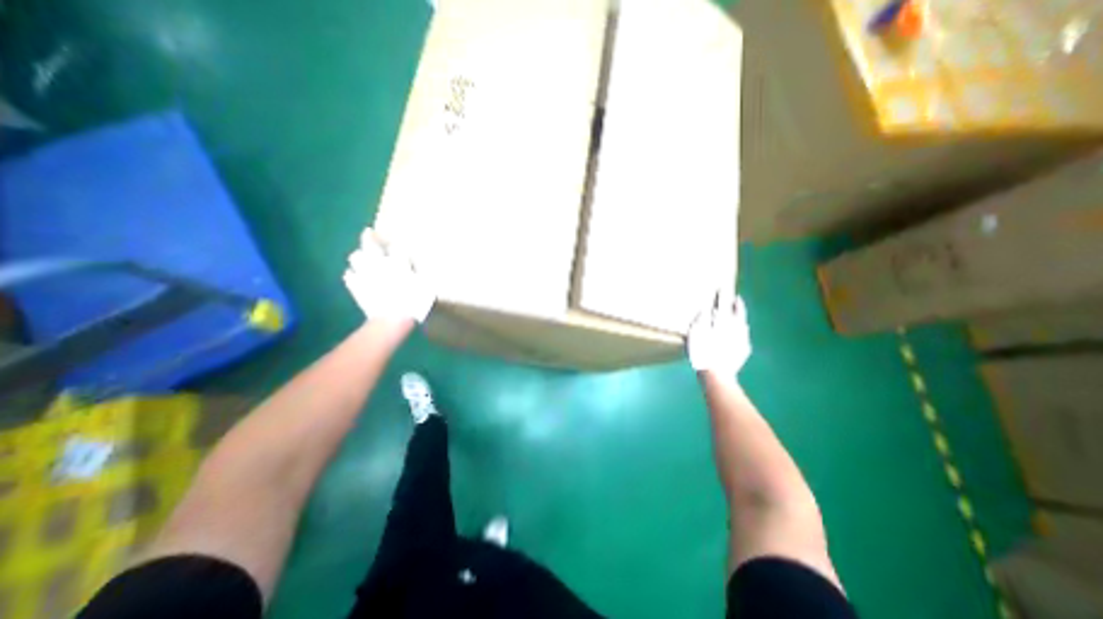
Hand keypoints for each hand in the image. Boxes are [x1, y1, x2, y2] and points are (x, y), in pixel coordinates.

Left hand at [343, 228, 434, 322]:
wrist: (392, 319)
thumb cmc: (414, 302)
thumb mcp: (427, 287)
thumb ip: (423, 275)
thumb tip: (422, 269)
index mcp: (398, 263)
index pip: (397, 246)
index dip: (397, 243)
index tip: (399, 242)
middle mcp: (379, 264)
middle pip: (369, 244)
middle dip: (369, 238)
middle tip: (369, 232)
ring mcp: (365, 274)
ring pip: (356, 257)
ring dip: (359, 256)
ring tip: (362, 257)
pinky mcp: (356, 287)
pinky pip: (349, 275)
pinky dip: (352, 274)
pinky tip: (355, 276)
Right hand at [686, 288, 755, 377]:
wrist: (717, 374)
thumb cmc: (702, 352)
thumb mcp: (696, 333)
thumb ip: (701, 319)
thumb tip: (706, 309)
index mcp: (723, 321)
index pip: (722, 304)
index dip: (721, 295)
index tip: (721, 286)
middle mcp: (736, 328)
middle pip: (737, 312)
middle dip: (736, 304)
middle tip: (735, 298)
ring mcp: (742, 340)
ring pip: (743, 324)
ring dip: (740, 317)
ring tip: (739, 313)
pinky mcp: (743, 350)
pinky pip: (744, 336)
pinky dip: (741, 331)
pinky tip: (740, 333)